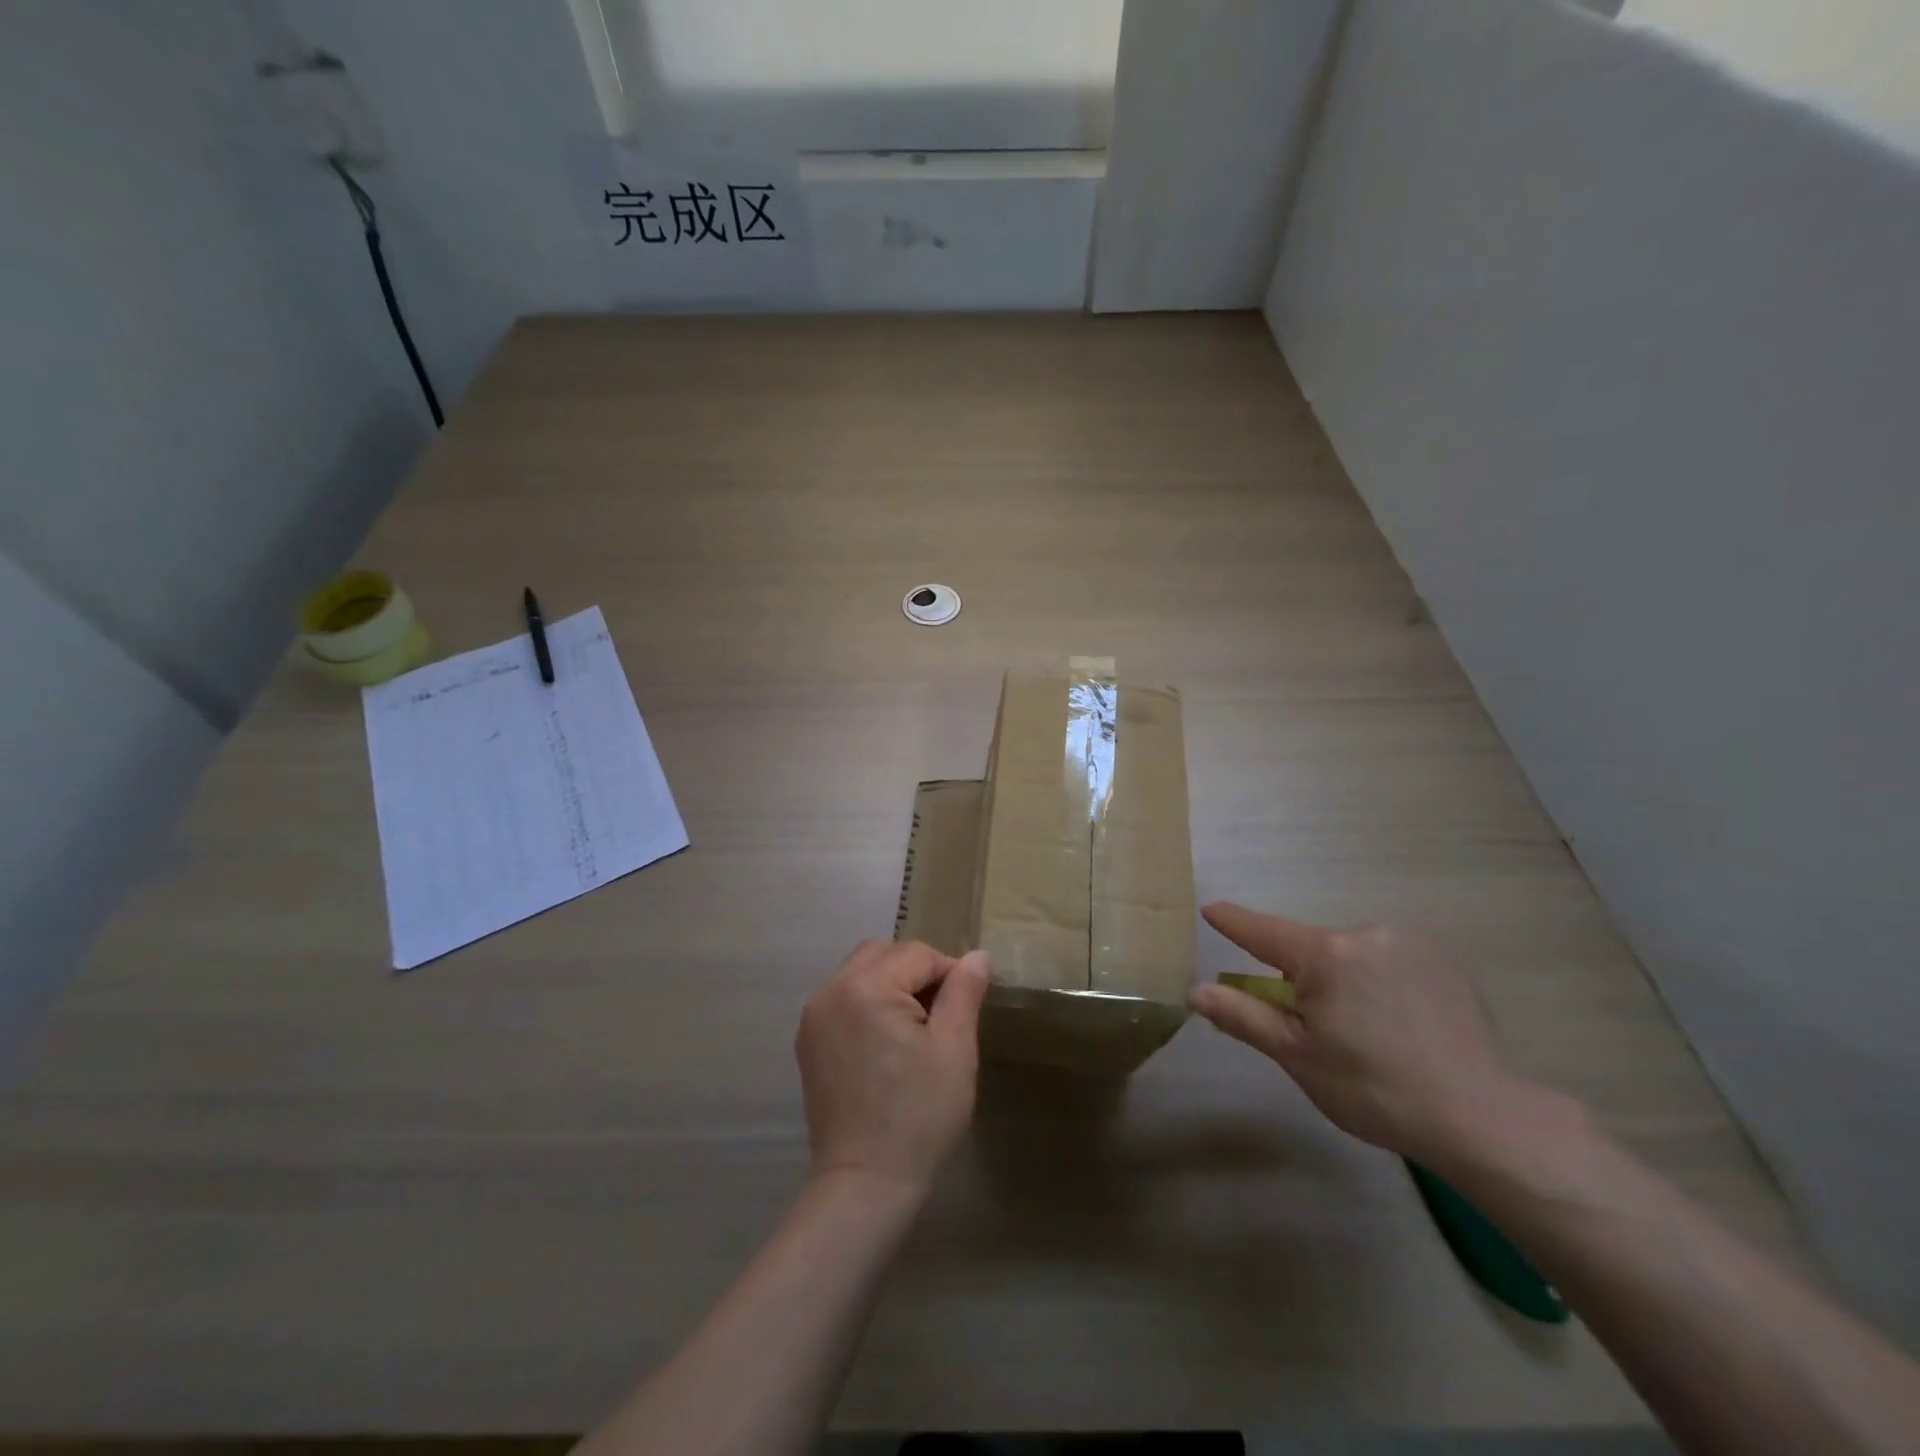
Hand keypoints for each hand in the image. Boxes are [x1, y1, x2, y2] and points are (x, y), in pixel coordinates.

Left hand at [795, 940, 990, 1197]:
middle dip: (916, 971)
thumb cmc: (919, 1116)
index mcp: (866, 987)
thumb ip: (964, 993)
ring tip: (915, 1026)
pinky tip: (886, 1041)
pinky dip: (868, 1002)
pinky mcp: (808, 1041)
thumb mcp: (955, 1050)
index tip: (966, 1007)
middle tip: (941, 1013)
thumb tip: (977, 956)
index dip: (949, 973)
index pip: (917, 954)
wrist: (866, 1184)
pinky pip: (843, 998)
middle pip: (883, 953)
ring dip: (891, 983)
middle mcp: (832, 990)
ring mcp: (814, 1016)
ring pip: (860, 971)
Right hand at [1189, 902, 1536, 1163]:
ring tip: (1366, 1032)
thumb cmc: (1372, 1088)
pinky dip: (1379, 981)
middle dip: (1301, 975)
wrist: (1480, 1117)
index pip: (1262, 931)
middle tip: (1316, 1028)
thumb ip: (1243, 1015)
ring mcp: (1409, 944)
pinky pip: (1388, 961)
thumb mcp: (1296, 1055)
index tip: (1211, 909)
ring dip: (1343, 978)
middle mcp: (1365, 934)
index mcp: (1325, 954)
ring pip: (1351, 955)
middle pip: (1311, 948)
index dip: (1234, 922)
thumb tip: (1195, 991)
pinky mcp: (1443, 961)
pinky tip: (1400, 1023)